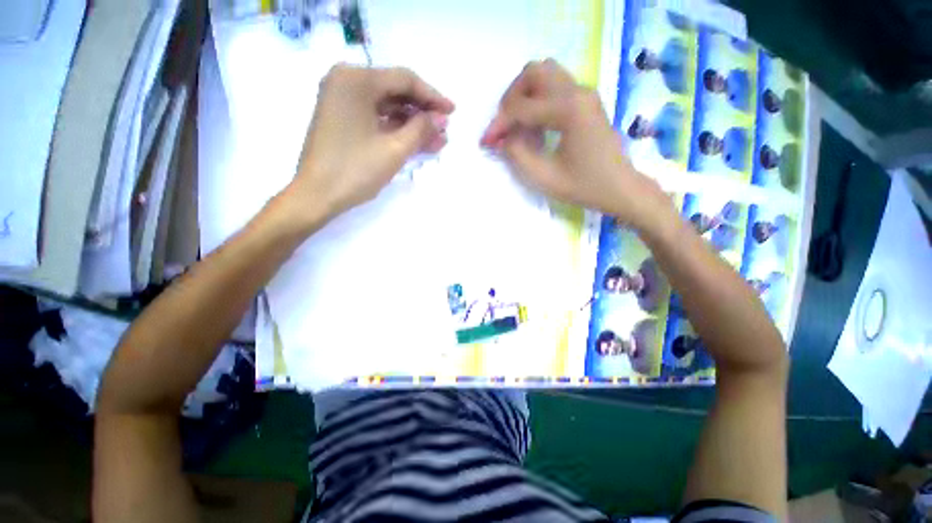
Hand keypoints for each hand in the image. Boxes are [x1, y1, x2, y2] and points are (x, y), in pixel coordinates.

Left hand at [286, 65, 454, 223]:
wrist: (317, 196)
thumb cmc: (355, 170)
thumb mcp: (394, 149)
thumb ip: (421, 129)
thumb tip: (441, 119)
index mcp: (356, 79)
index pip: (404, 80)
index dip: (432, 96)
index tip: (453, 112)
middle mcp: (346, 81)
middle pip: (395, 91)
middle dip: (423, 113)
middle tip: (444, 130)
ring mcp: (342, 100)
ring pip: (387, 107)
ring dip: (412, 124)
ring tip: (436, 141)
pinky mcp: (342, 118)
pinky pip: (376, 117)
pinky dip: (396, 129)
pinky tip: (416, 142)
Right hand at [482, 59, 666, 227]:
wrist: (620, 188)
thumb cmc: (584, 187)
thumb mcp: (544, 177)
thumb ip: (517, 154)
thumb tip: (500, 138)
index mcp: (569, 110)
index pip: (522, 107)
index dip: (499, 124)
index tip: (486, 142)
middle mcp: (578, 92)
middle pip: (533, 73)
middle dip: (511, 98)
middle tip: (504, 126)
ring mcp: (584, 93)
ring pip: (545, 74)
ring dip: (524, 95)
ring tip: (517, 125)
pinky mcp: (586, 101)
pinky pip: (555, 87)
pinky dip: (538, 100)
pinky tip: (535, 127)